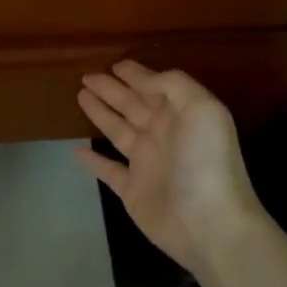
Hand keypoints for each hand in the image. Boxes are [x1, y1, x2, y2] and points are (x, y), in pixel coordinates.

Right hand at [75, 61, 265, 278]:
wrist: (209, 223)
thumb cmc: (206, 161)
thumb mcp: (201, 107)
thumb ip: (172, 84)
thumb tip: (142, 77)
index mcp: (180, 114)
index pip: (154, 87)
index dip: (136, 74)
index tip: (115, 64)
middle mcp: (163, 135)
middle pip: (132, 105)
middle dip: (111, 90)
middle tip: (87, 76)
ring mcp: (147, 164)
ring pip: (118, 131)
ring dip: (100, 114)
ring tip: (80, 96)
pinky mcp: (132, 191)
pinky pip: (108, 170)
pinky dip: (93, 160)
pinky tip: (76, 150)